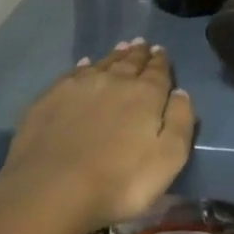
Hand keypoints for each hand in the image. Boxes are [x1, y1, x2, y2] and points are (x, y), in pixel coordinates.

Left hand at [0, 41, 196, 233]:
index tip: (161, 51)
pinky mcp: (53, 96)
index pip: (158, 71)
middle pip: (130, 62)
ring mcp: (80, 86)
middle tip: (143, 44)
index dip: (161, 61)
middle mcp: (114, 80)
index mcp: (145, 95)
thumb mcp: (168, 159)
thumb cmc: (120, 182)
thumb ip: (180, 121)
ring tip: (122, 47)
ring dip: (116, 55)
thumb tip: (181, 92)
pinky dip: (85, 66)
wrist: (53, 189)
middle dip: (139, 53)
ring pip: (104, 63)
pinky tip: (86, 64)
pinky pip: (75, 73)